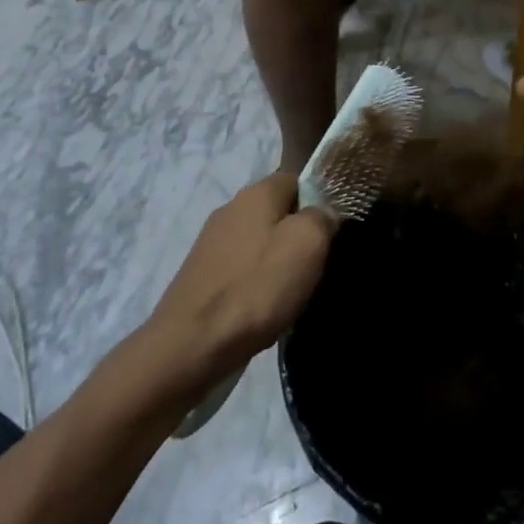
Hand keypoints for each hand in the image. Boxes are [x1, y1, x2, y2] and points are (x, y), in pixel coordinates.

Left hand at [146, 174, 334, 382]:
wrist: (191, 344)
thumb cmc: (256, 287)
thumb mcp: (307, 245)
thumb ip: (322, 217)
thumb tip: (323, 213)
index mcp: (257, 192)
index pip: (296, 179)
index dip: (318, 199)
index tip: (332, 230)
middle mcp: (231, 207)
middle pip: (277, 210)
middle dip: (297, 233)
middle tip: (316, 263)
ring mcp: (211, 240)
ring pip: (258, 239)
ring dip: (276, 259)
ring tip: (292, 289)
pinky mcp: (201, 272)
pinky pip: (240, 265)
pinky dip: (255, 280)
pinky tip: (262, 304)